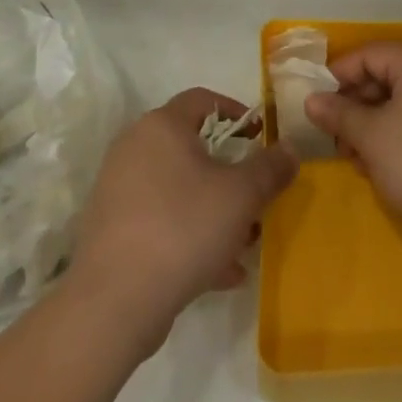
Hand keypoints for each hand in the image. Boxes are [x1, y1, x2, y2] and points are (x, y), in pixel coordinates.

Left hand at [70, 89, 296, 354]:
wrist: (114, 302)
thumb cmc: (183, 228)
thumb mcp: (241, 196)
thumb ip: (270, 168)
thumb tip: (290, 148)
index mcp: (162, 125)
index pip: (203, 100)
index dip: (236, 113)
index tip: (261, 137)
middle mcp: (135, 146)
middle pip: (192, 147)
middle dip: (229, 173)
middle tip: (255, 196)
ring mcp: (118, 188)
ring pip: (178, 187)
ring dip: (213, 209)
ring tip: (244, 243)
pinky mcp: (112, 227)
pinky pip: (160, 219)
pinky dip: (190, 234)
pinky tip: (219, 271)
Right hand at [304, 43, 401, 245]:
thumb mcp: (370, 137)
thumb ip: (338, 113)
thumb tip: (311, 100)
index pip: (370, 54)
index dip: (339, 75)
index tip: (317, 101)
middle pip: (387, 76)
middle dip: (355, 104)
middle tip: (333, 133)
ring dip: (373, 123)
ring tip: (353, 156)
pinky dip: (397, 133)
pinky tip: (381, 163)